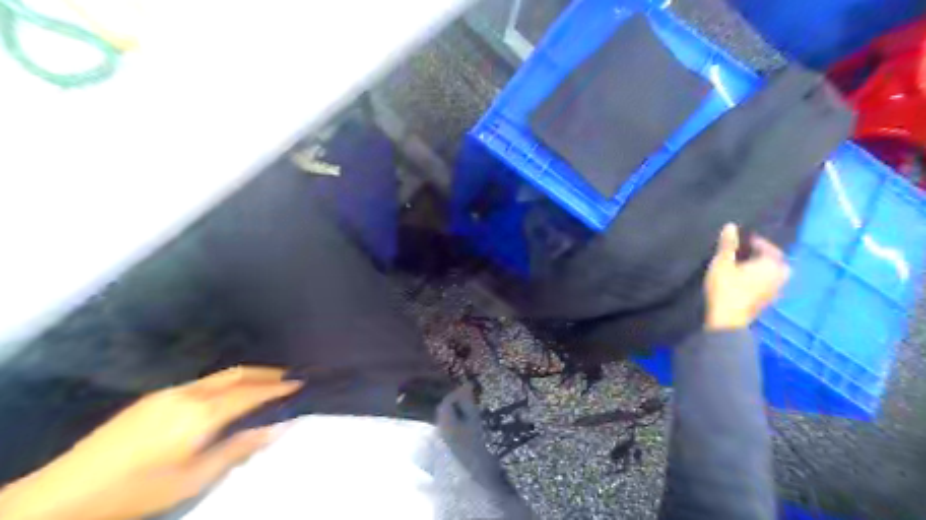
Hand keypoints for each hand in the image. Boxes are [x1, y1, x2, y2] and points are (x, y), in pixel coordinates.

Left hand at [0, 365, 301, 519]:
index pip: (252, 393)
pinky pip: (202, 382)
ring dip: (247, 376)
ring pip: (220, 376)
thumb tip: (279, 427)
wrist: (63, 494)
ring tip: (265, 384)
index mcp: (202, 413)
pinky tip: (227, 396)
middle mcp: (190, 394)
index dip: (279, 387)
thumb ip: (240, 448)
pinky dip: (226, 383)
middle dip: (267, 373)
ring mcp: (170, 392)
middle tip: (290, 377)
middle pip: (238, 374)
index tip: (302, 383)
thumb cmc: (139, 490)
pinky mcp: (154, 397)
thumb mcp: (195, 478)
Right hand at [706, 222, 791, 328]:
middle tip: (747, 253)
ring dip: (762, 269)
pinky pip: (767, 285)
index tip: (743, 240)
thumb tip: (731, 226)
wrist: (726, 319)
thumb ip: (728, 244)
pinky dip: (760, 280)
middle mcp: (779, 277)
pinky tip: (745, 281)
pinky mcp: (766, 302)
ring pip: (773, 275)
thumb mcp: (722, 262)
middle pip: (776, 262)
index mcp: (772, 265)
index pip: (770, 248)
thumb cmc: (725, 287)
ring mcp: (775, 292)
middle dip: (764, 256)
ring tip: (744, 266)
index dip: (757, 242)